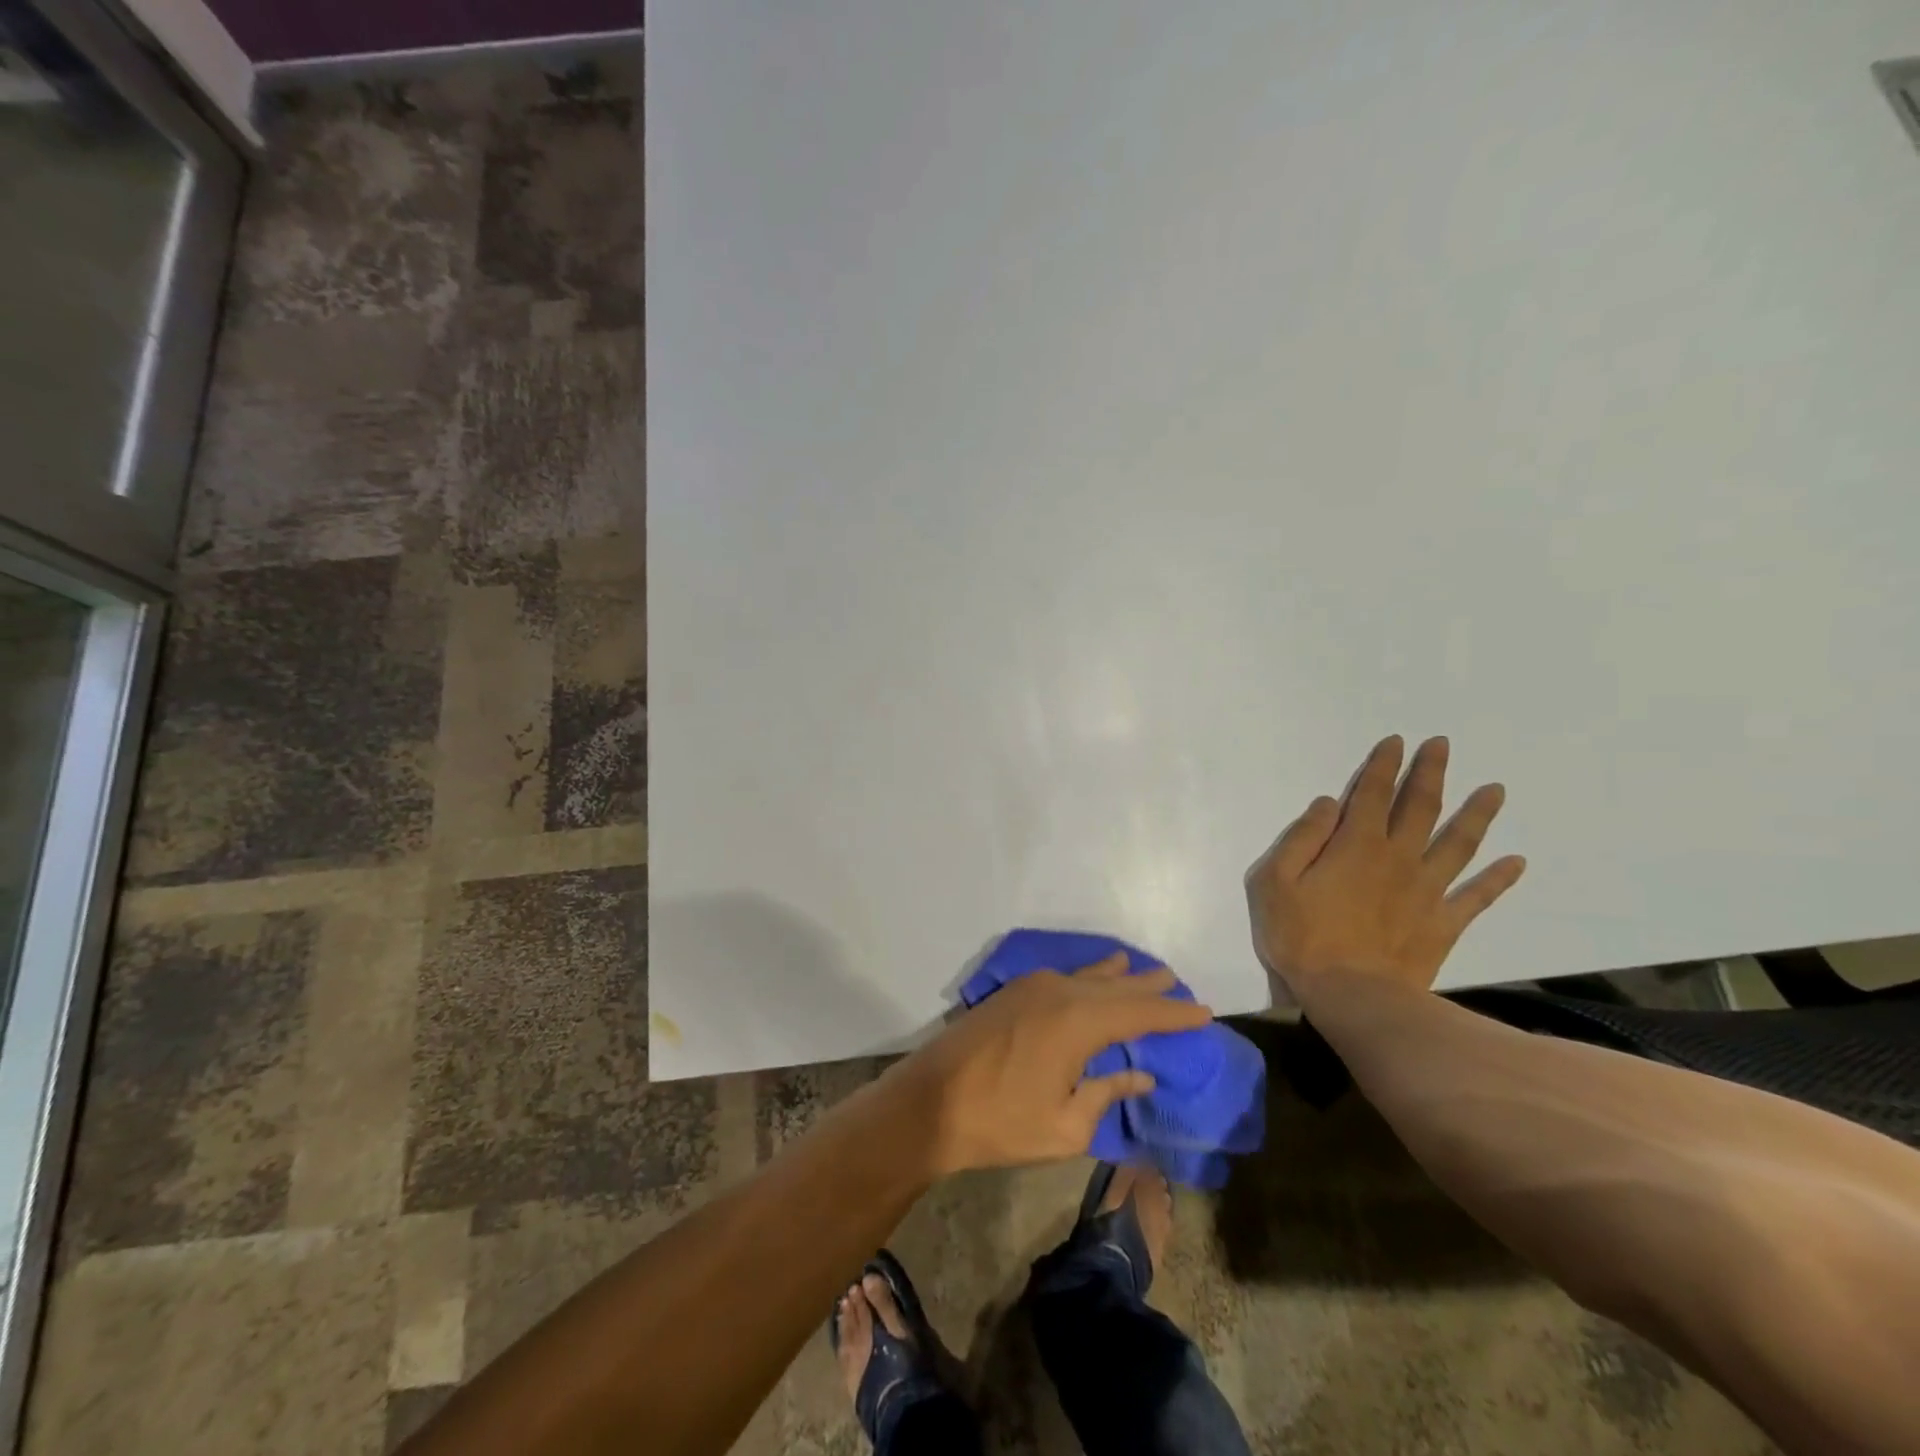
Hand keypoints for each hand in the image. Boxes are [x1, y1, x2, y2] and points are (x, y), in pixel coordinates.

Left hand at [892, 955, 1211, 1176]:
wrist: (931, 1101)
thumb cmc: (1002, 1121)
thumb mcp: (1066, 1124)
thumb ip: (1107, 1093)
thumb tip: (1140, 1076)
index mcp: (1079, 1021)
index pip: (1140, 1012)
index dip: (1174, 1013)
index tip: (1204, 1010)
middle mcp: (1060, 992)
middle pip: (1116, 986)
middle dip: (1149, 987)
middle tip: (1178, 984)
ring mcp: (1033, 987)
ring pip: (1089, 976)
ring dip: (1118, 976)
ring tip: (1142, 971)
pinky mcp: (1013, 992)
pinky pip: (1065, 976)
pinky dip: (1089, 977)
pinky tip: (1094, 976)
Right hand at [1246, 735, 1525, 1000]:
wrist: (1352, 996)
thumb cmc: (1302, 937)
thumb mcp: (1275, 881)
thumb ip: (1301, 838)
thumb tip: (1328, 804)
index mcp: (1355, 845)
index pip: (1372, 794)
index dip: (1384, 765)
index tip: (1397, 741)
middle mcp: (1398, 858)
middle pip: (1419, 807)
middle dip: (1429, 773)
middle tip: (1442, 746)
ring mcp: (1427, 890)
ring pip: (1458, 844)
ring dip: (1477, 814)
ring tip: (1495, 789)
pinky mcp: (1444, 924)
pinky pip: (1477, 897)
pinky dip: (1498, 879)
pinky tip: (1517, 862)